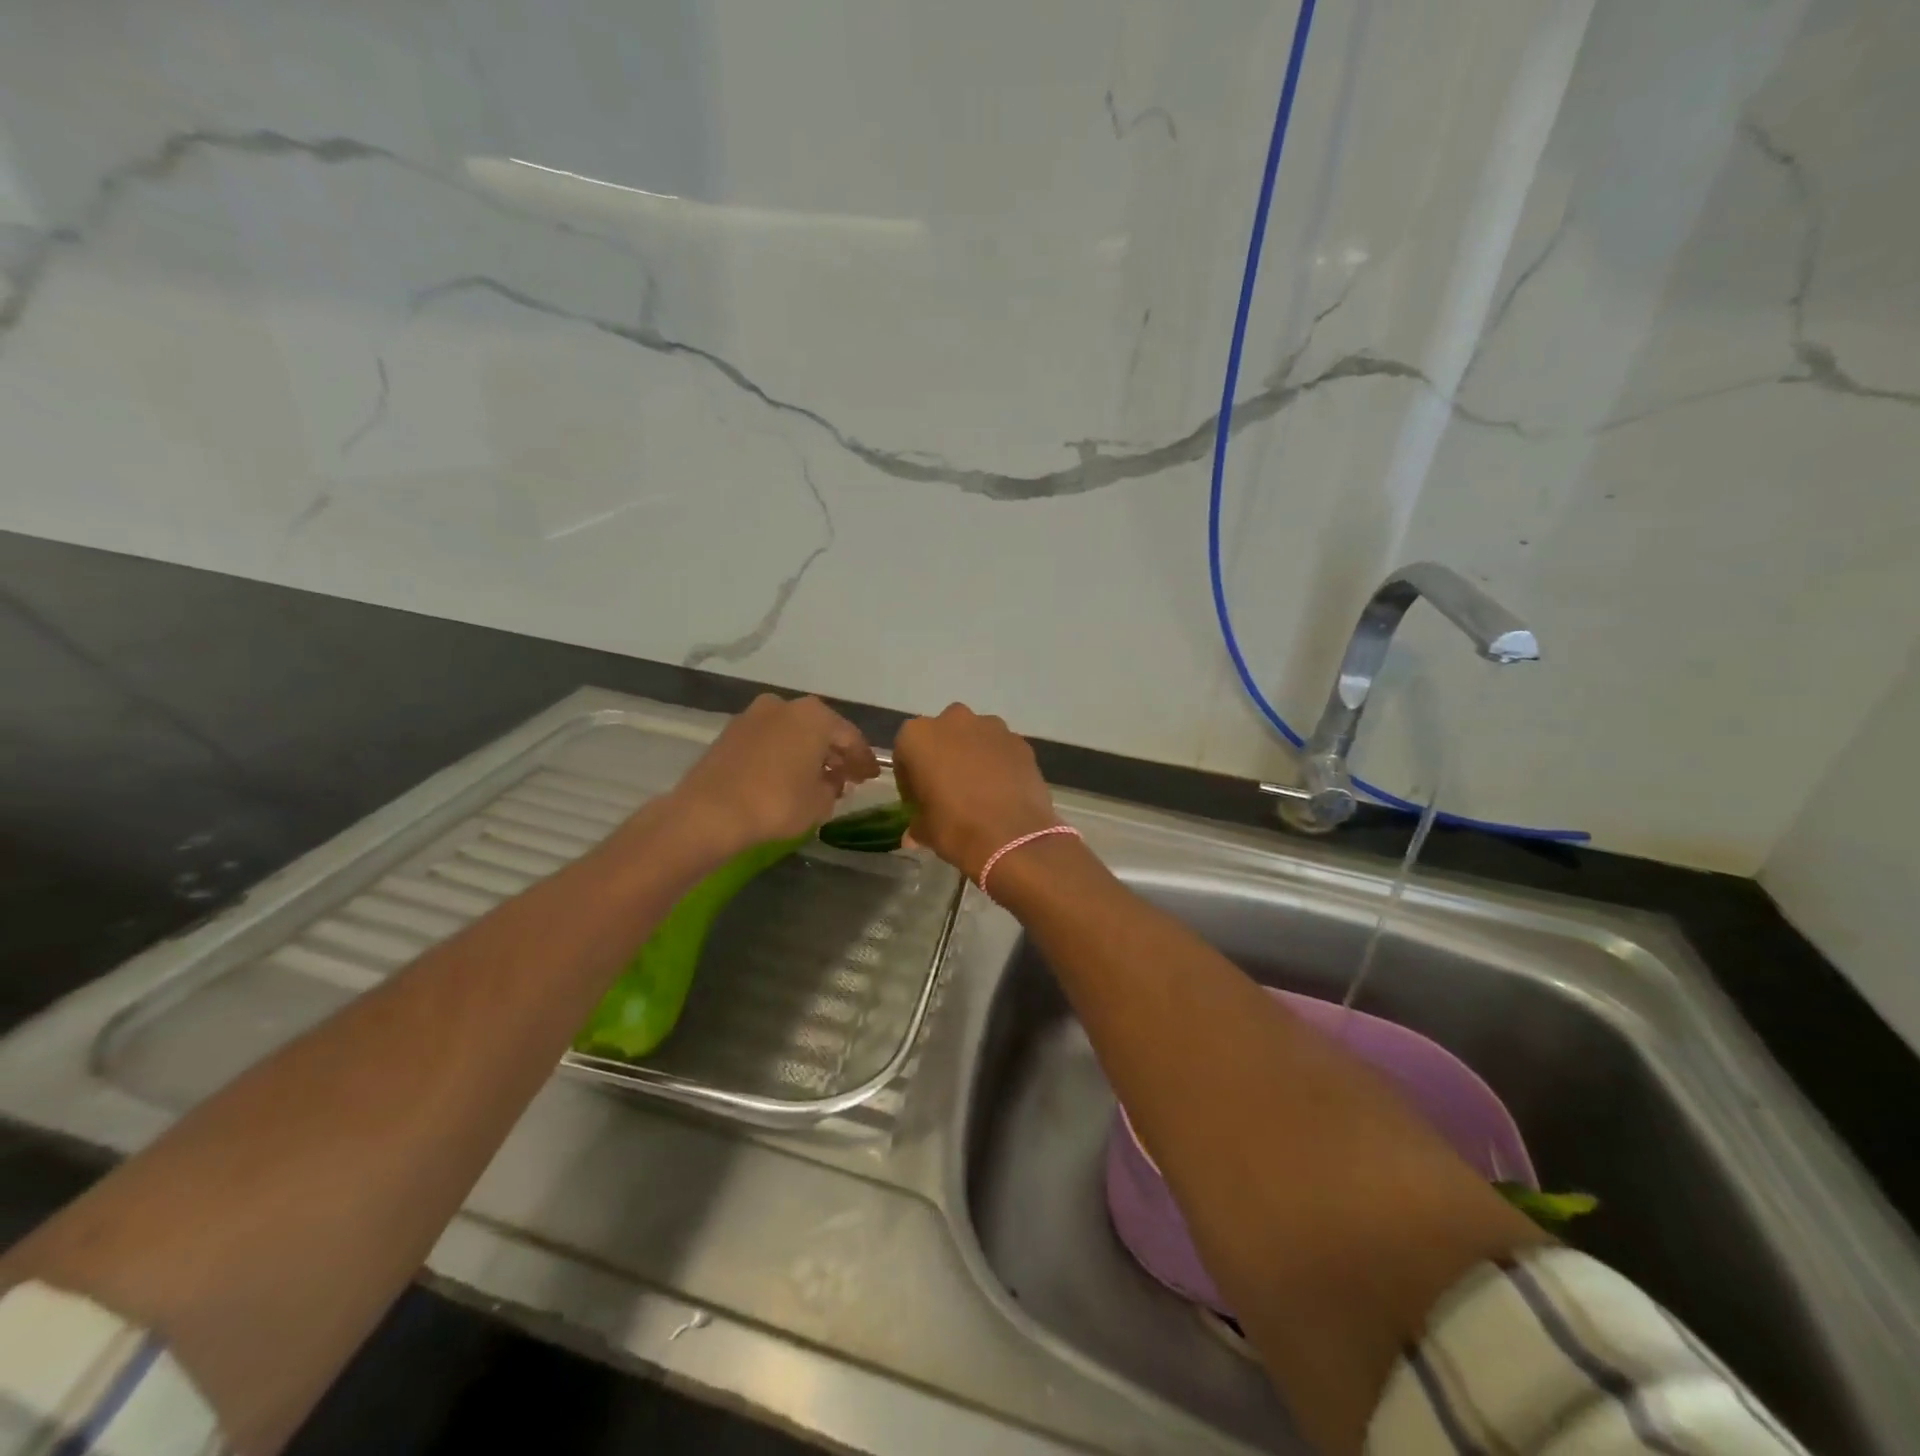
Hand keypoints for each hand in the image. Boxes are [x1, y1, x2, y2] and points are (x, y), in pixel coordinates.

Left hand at [669, 694, 878, 858]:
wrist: (709, 812)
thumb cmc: (776, 803)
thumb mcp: (819, 802)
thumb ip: (833, 787)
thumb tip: (831, 780)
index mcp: (814, 715)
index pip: (850, 737)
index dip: (864, 760)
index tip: (871, 777)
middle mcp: (785, 705)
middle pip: (820, 730)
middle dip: (834, 753)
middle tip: (847, 777)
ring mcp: (754, 716)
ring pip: (792, 733)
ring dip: (807, 753)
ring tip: (816, 779)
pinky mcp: (731, 733)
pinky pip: (769, 742)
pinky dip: (782, 755)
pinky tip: (786, 777)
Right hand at [892, 704, 1058, 881]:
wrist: (1011, 837)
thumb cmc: (954, 827)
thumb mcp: (924, 830)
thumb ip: (917, 823)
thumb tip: (913, 834)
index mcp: (918, 736)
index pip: (906, 754)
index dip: (910, 780)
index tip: (918, 801)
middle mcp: (953, 720)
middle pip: (943, 736)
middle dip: (944, 757)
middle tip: (948, 790)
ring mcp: (991, 727)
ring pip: (975, 738)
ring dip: (973, 756)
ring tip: (979, 790)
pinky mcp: (1020, 741)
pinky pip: (1002, 750)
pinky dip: (1000, 764)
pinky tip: (1003, 791)